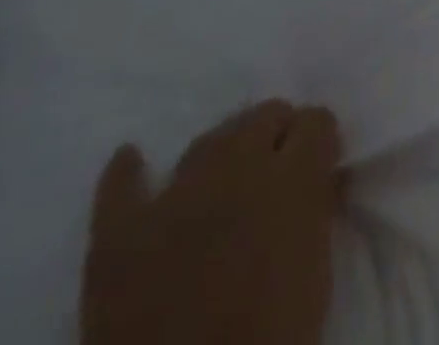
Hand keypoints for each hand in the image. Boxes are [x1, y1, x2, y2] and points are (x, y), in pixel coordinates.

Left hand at [82, 101, 344, 344]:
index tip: (318, 166)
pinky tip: (132, 160)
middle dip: (276, 137)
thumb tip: (315, 180)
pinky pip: (120, 188)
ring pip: (208, 140)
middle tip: (275, 176)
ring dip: (224, 153)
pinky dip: (127, 173)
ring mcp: (174, 197)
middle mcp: (236, 167)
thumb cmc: (270, 337)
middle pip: (264, 115)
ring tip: (225, 184)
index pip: (317, 120)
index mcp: (291, 177)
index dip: (319, 142)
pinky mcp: (119, 237)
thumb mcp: (316, 269)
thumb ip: (315, 208)